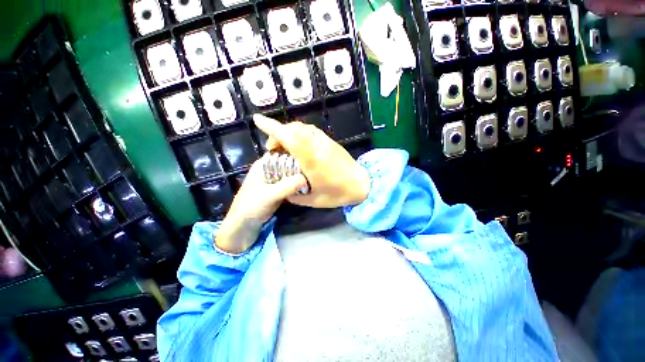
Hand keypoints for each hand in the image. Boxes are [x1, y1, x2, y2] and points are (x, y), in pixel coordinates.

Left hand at [215, 159, 306, 253]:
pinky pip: (291, 183)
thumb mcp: (269, 195)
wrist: (245, 224)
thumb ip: (287, 186)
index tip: (309, 157)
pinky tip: (307, 186)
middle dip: (300, 166)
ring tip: (313, 178)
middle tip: (314, 170)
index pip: (282, 153)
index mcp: (264, 165)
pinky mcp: (279, 189)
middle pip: (289, 163)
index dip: (295, 154)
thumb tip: (306, 179)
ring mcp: (275, 179)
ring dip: (300, 176)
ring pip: (291, 174)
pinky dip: (298, 185)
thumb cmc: (252, 205)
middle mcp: (270, 169)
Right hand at [254, 114, 370, 207]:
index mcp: (311, 159)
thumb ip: (295, 196)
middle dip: (278, 133)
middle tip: (273, 148)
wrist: (361, 184)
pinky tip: (298, 147)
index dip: (272, 127)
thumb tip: (284, 191)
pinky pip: (311, 132)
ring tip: (284, 147)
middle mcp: (317, 145)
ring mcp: (324, 142)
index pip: (289, 137)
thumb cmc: (338, 193)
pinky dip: (299, 134)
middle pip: (294, 129)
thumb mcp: (313, 200)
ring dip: (289, 133)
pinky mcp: (330, 142)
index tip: (257, 120)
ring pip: (303, 128)